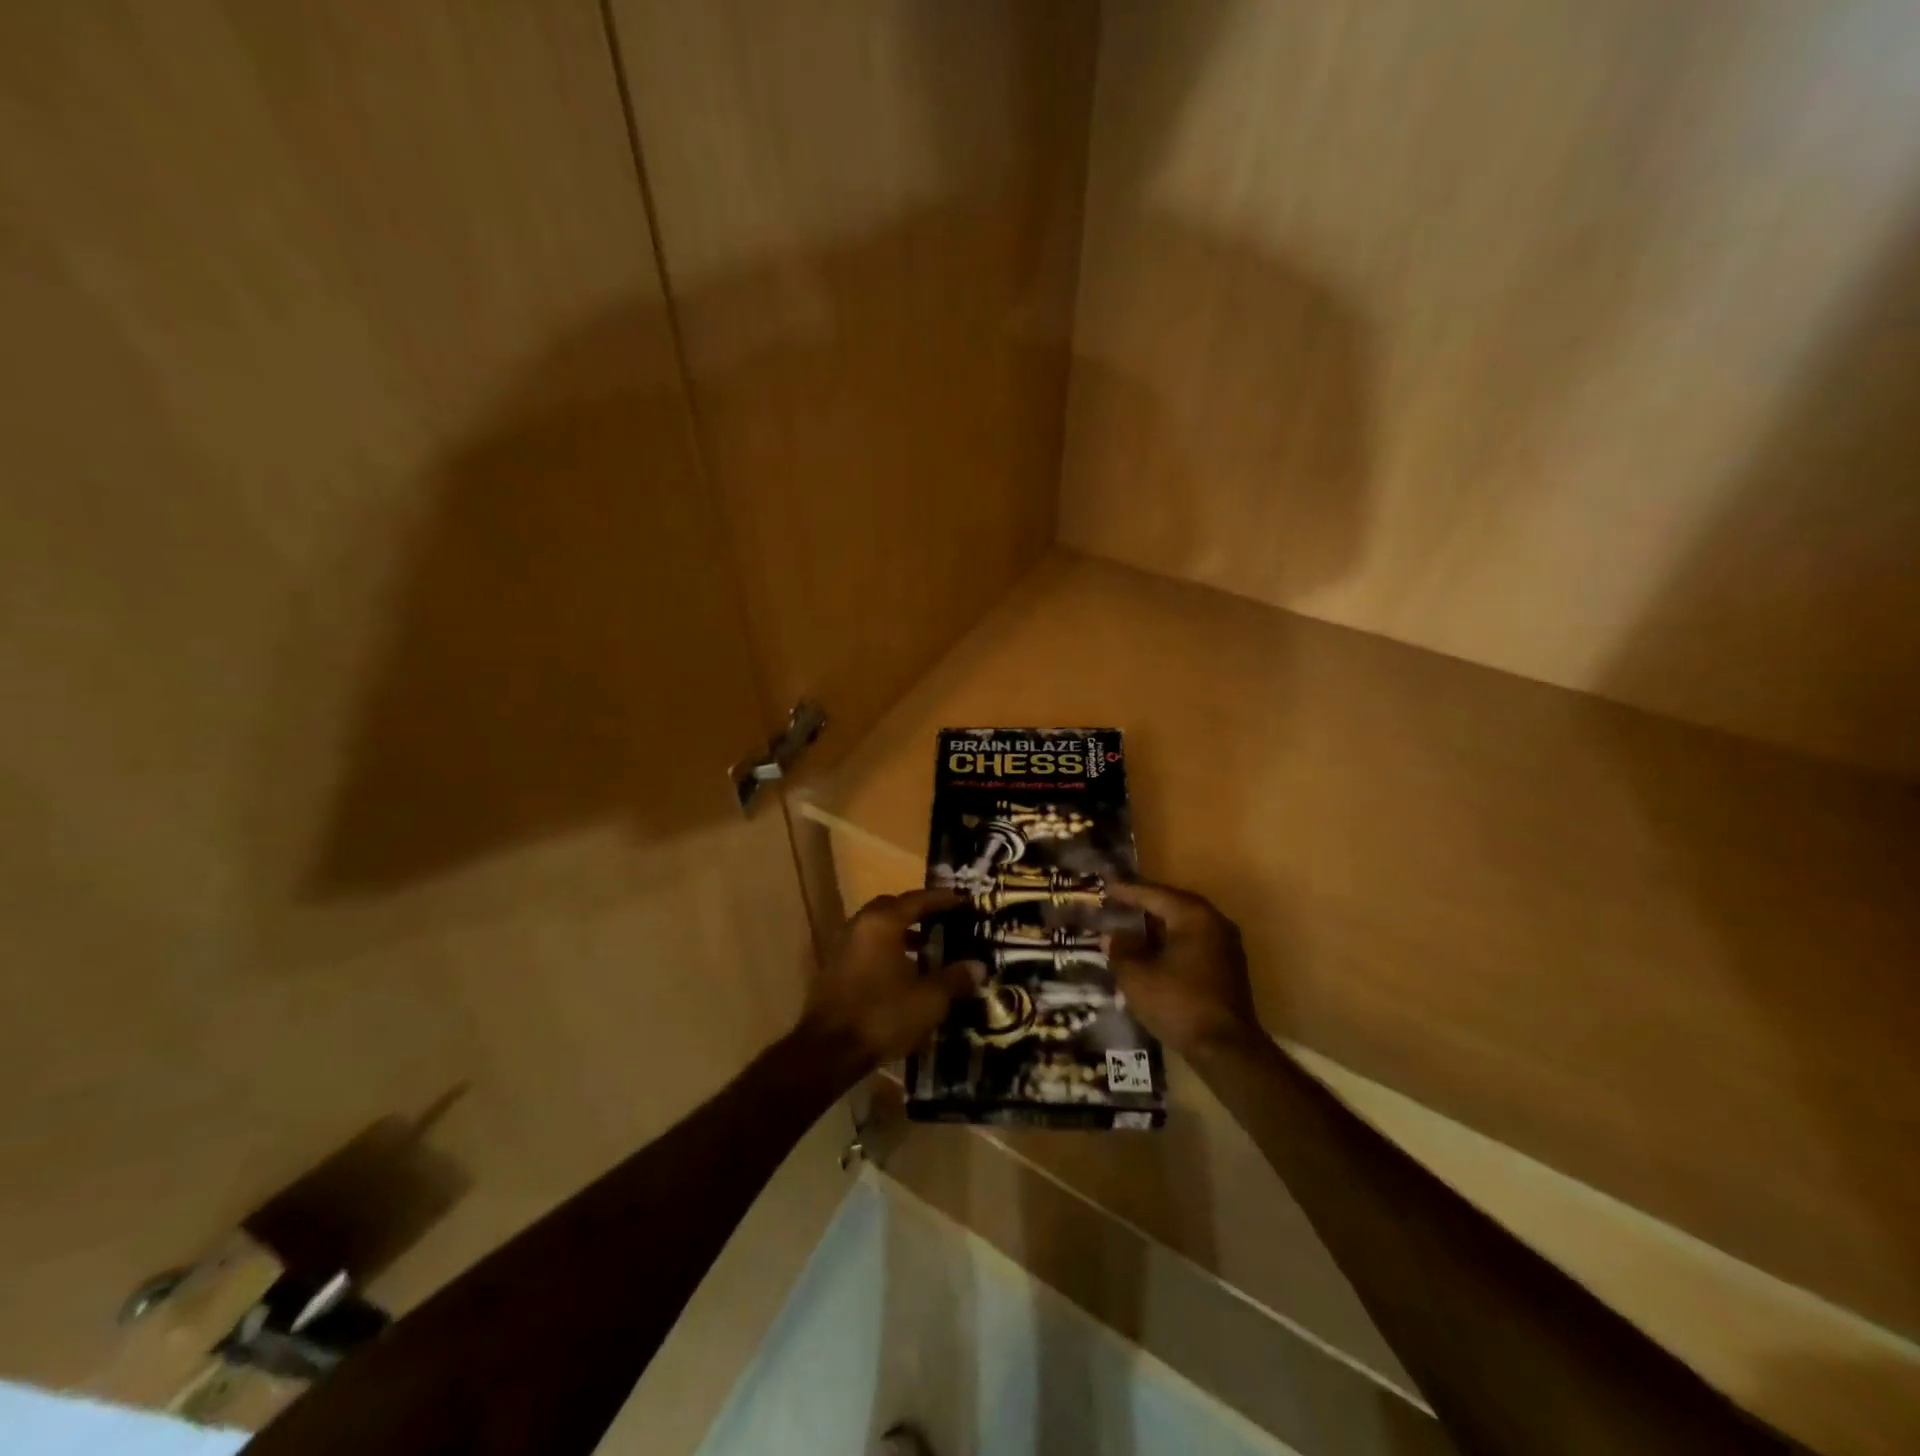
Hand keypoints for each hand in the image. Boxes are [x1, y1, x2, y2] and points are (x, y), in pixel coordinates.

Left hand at [799, 888, 981, 1071]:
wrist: (829, 1051)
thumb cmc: (883, 1015)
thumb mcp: (929, 999)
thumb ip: (955, 978)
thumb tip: (979, 967)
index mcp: (882, 923)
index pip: (916, 900)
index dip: (941, 899)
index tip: (962, 899)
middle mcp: (859, 926)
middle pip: (891, 908)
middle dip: (916, 912)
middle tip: (941, 921)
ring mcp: (841, 947)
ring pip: (876, 928)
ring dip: (899, 933)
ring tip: (925, 949)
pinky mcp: (833, 969)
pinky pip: (864, 947)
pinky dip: (884, 950)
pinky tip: (901, 973)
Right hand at [1107, 880, 1262, 1055]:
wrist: (1226, 1048)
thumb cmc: (1178, 1003)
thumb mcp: (1136, 976)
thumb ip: (1121, 950)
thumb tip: (1114, 937)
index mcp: (1193, 915)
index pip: (1154, 894)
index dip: (1127, 891)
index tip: (1105, 887)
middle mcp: (1214, 922)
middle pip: (1172, 906)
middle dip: (1143, 907)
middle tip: (1116, 904)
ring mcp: (1226, 946)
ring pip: (1183, 926)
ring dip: (1157, 927)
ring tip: (1130, 928)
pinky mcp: (1228, 968)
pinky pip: (1193, 944)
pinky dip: (1171, 944)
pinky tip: (1151, 954)